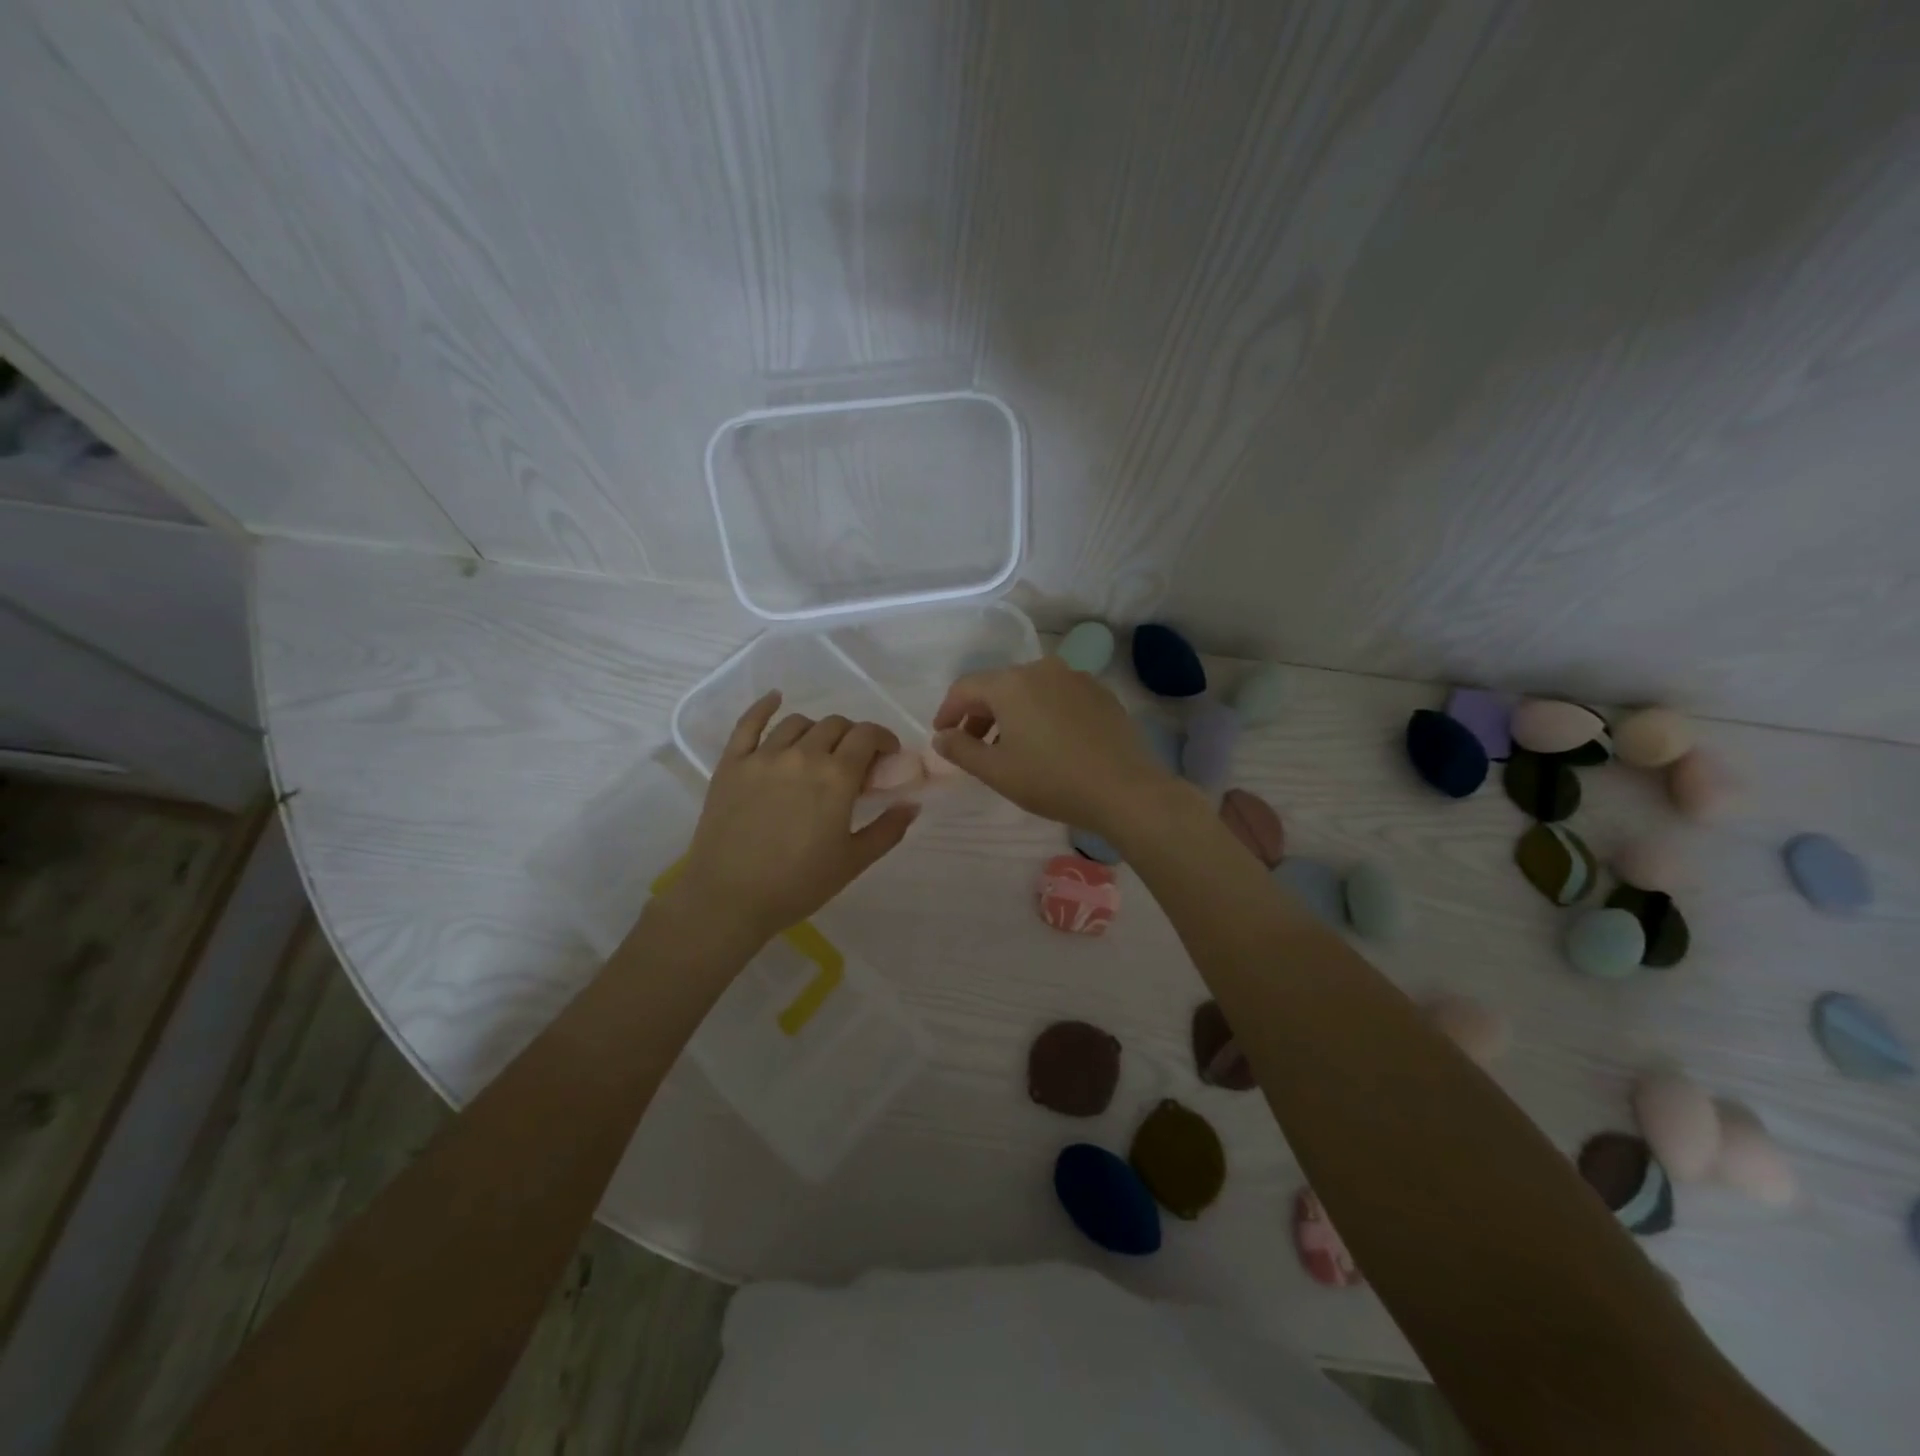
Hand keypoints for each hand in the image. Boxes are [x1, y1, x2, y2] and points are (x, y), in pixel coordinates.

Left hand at [673, 693, 918, 944]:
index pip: (867, 735)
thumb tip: (912, 804)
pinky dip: (764, 706)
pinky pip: (748, 723)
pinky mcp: (731, 764)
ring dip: (816, 731)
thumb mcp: (853, 862)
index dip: (882, 739)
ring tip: (818, 751)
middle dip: (852, 737)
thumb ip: (887, 829)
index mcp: (836, 777)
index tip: (887, 755)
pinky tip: (775, 699)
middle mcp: (801, 755)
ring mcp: (762, 756)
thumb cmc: (797, 884)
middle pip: (835, 725)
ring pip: (798, 723)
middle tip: (853, 762)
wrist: (728, 899)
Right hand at [930, 656, 1184, 838]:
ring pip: (1030, 690)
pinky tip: (1048, 743)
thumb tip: (941, 736)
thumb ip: (961, 750)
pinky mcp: (1101, 693)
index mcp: (1011, 683)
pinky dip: (1042, 713)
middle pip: (998, 686)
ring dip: (1012, 714)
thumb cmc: (1052, 780)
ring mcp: (1076, 678)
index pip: (965, 688)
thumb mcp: (996, 771)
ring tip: (1011, 748)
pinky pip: (1058, 697)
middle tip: (974, 746)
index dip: (947, 711)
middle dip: (980, 714)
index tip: (943, 736)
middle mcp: (1042, 669)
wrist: (1125, 790)